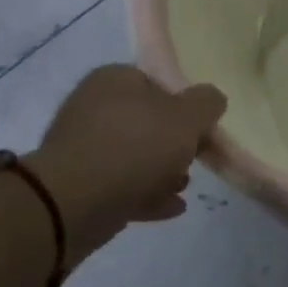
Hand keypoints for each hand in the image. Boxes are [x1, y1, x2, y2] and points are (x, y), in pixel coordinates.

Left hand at [27, 65, 225, 263]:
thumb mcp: (188, 117)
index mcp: (114, 80)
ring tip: (184, 186)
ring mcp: (82, 146)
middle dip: (174, 143)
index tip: (202, 128)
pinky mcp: (77, 183)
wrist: (75, 202)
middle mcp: (93, 106)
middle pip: (147, 121)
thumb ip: (207, 103)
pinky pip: (120, 184)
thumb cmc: (137, 146)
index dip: (185, 104)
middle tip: (195, 158)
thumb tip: (212, 98)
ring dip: (162, 170)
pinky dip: (146, 193)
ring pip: (134, 155)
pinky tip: (171, 206)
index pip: (157, 82)